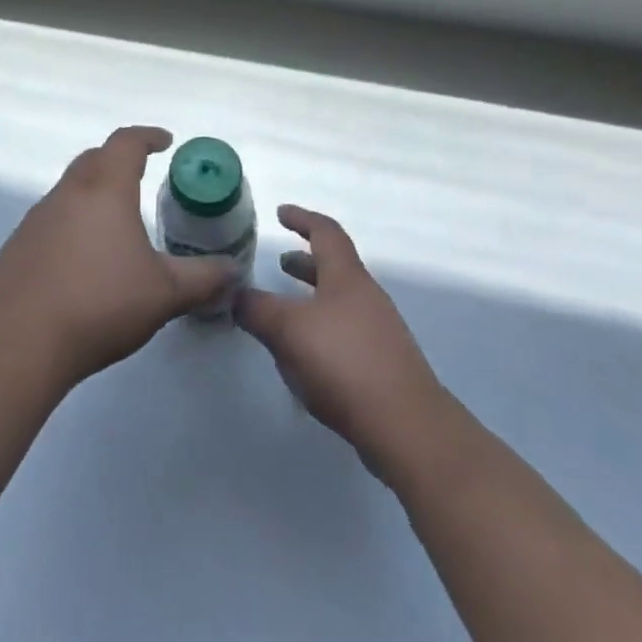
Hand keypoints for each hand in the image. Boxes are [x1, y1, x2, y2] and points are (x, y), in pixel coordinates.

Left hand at [0, 127, 235, 387]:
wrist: (20, 340)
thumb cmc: (100, 303)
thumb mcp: (164, 293)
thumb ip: (203, 278)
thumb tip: (234, 270)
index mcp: (105, 190)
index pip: (126, 143)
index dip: (147, 136)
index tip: (165, 141)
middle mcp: (68, 193)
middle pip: (94, 159)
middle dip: (119, 160)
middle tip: (141, 175)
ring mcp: (37, 218)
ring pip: (70, 189)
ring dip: (94, 193)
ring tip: (115, 223)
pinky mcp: (17, 246)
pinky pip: (51, 220)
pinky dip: (72, 223)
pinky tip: (81, 261)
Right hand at [235, 205, 446, 477]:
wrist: (407, 428)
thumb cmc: (344, 362)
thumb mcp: (287, 329)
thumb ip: (256, 309)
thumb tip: (234, 294)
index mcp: (347, 277)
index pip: (325, 232)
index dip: (302, 218)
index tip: (280, 213)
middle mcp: (366, 297)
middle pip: (334, 268)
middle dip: (304, 262)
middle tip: (279, 262)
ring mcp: (379, 333)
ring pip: (338, 303)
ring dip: (310, 300)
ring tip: (283, 313)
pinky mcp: (382, 367)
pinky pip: (344, 335)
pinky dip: (320, 332)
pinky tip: (302, 358)